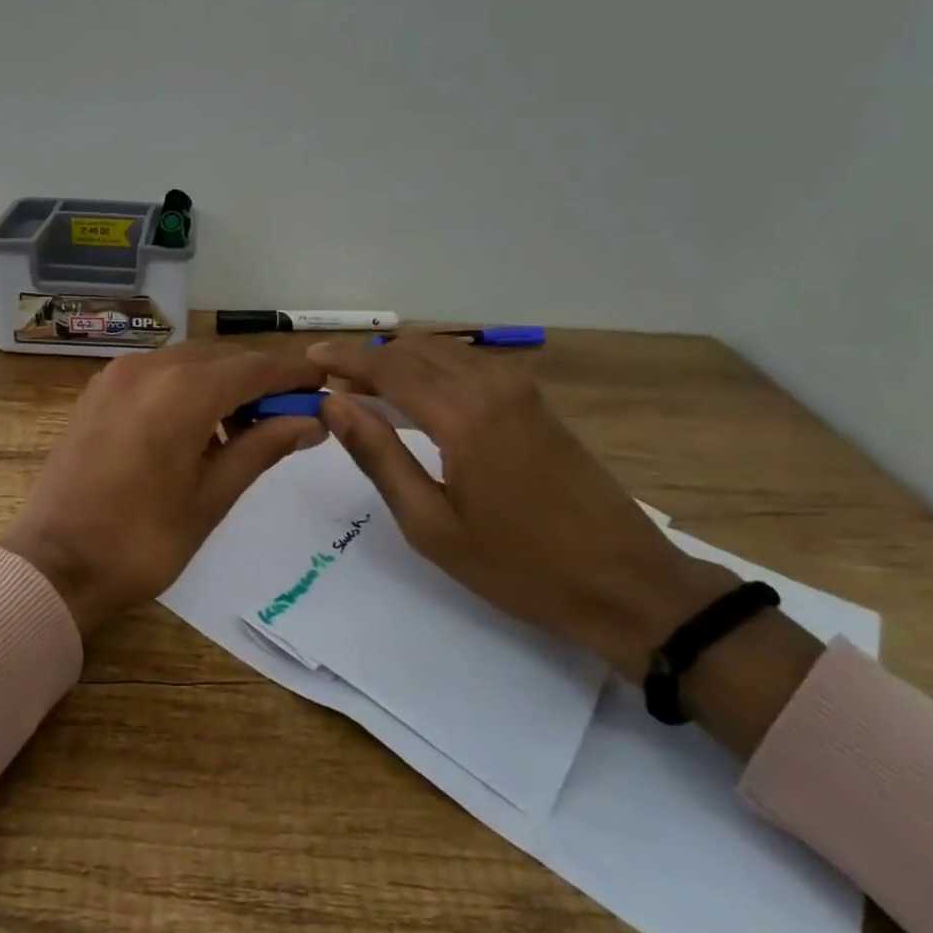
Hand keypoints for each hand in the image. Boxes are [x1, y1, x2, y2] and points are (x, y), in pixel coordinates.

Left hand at [1, 342, 328, 635]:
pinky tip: (197, 427)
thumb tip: (310, 421)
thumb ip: (263, 447)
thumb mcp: (212, 497)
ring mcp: (118, 375)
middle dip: (259, 380)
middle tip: (289, 414)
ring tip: (244, 429)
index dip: (293, 373)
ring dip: (222, 384)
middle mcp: (149, 367)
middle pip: (221, 359)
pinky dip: (187, 387)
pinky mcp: (99, 390)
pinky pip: (158, 373)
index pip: (254, 368)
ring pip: (189, 362)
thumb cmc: (142, 540)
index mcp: (182, 392)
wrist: (54, 565)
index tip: (325, 382)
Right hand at [307, 335, 732, 682]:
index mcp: (462, 415)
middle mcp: (490, 384)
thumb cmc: (519, 566)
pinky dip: (431, 368)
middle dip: (367, 358)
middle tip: (329, 379)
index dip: (344, 361)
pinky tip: (415, 394)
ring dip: (399, 361)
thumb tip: (334, 403)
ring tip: (362, 386)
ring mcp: (519, 387)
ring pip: (442, 352)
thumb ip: (378, 456)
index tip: (307, 361)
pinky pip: (468, 365)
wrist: (626, 582)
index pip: (387, 368)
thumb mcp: (431, 525)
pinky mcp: (535, 399)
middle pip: (413, 350)